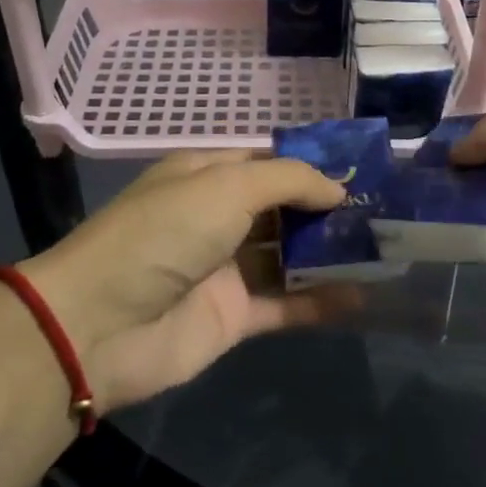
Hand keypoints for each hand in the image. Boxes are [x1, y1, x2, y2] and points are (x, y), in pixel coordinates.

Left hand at [20, 152, 358, 412]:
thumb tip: (337, 188)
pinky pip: (287, 304)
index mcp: (206, 176)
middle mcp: (217, 218)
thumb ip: (287, 181)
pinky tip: (364, 295)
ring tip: (386, 247)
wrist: (99, 325)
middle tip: (385, 209)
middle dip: (329, 208)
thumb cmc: (162, 234)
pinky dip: (322, 301)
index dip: (312, 163)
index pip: (268, 161)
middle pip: (283, 209)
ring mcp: (226, 268)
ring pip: (289, 256)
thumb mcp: (224, 187)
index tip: (362, 169)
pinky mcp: (234, 316)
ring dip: (332, 253)